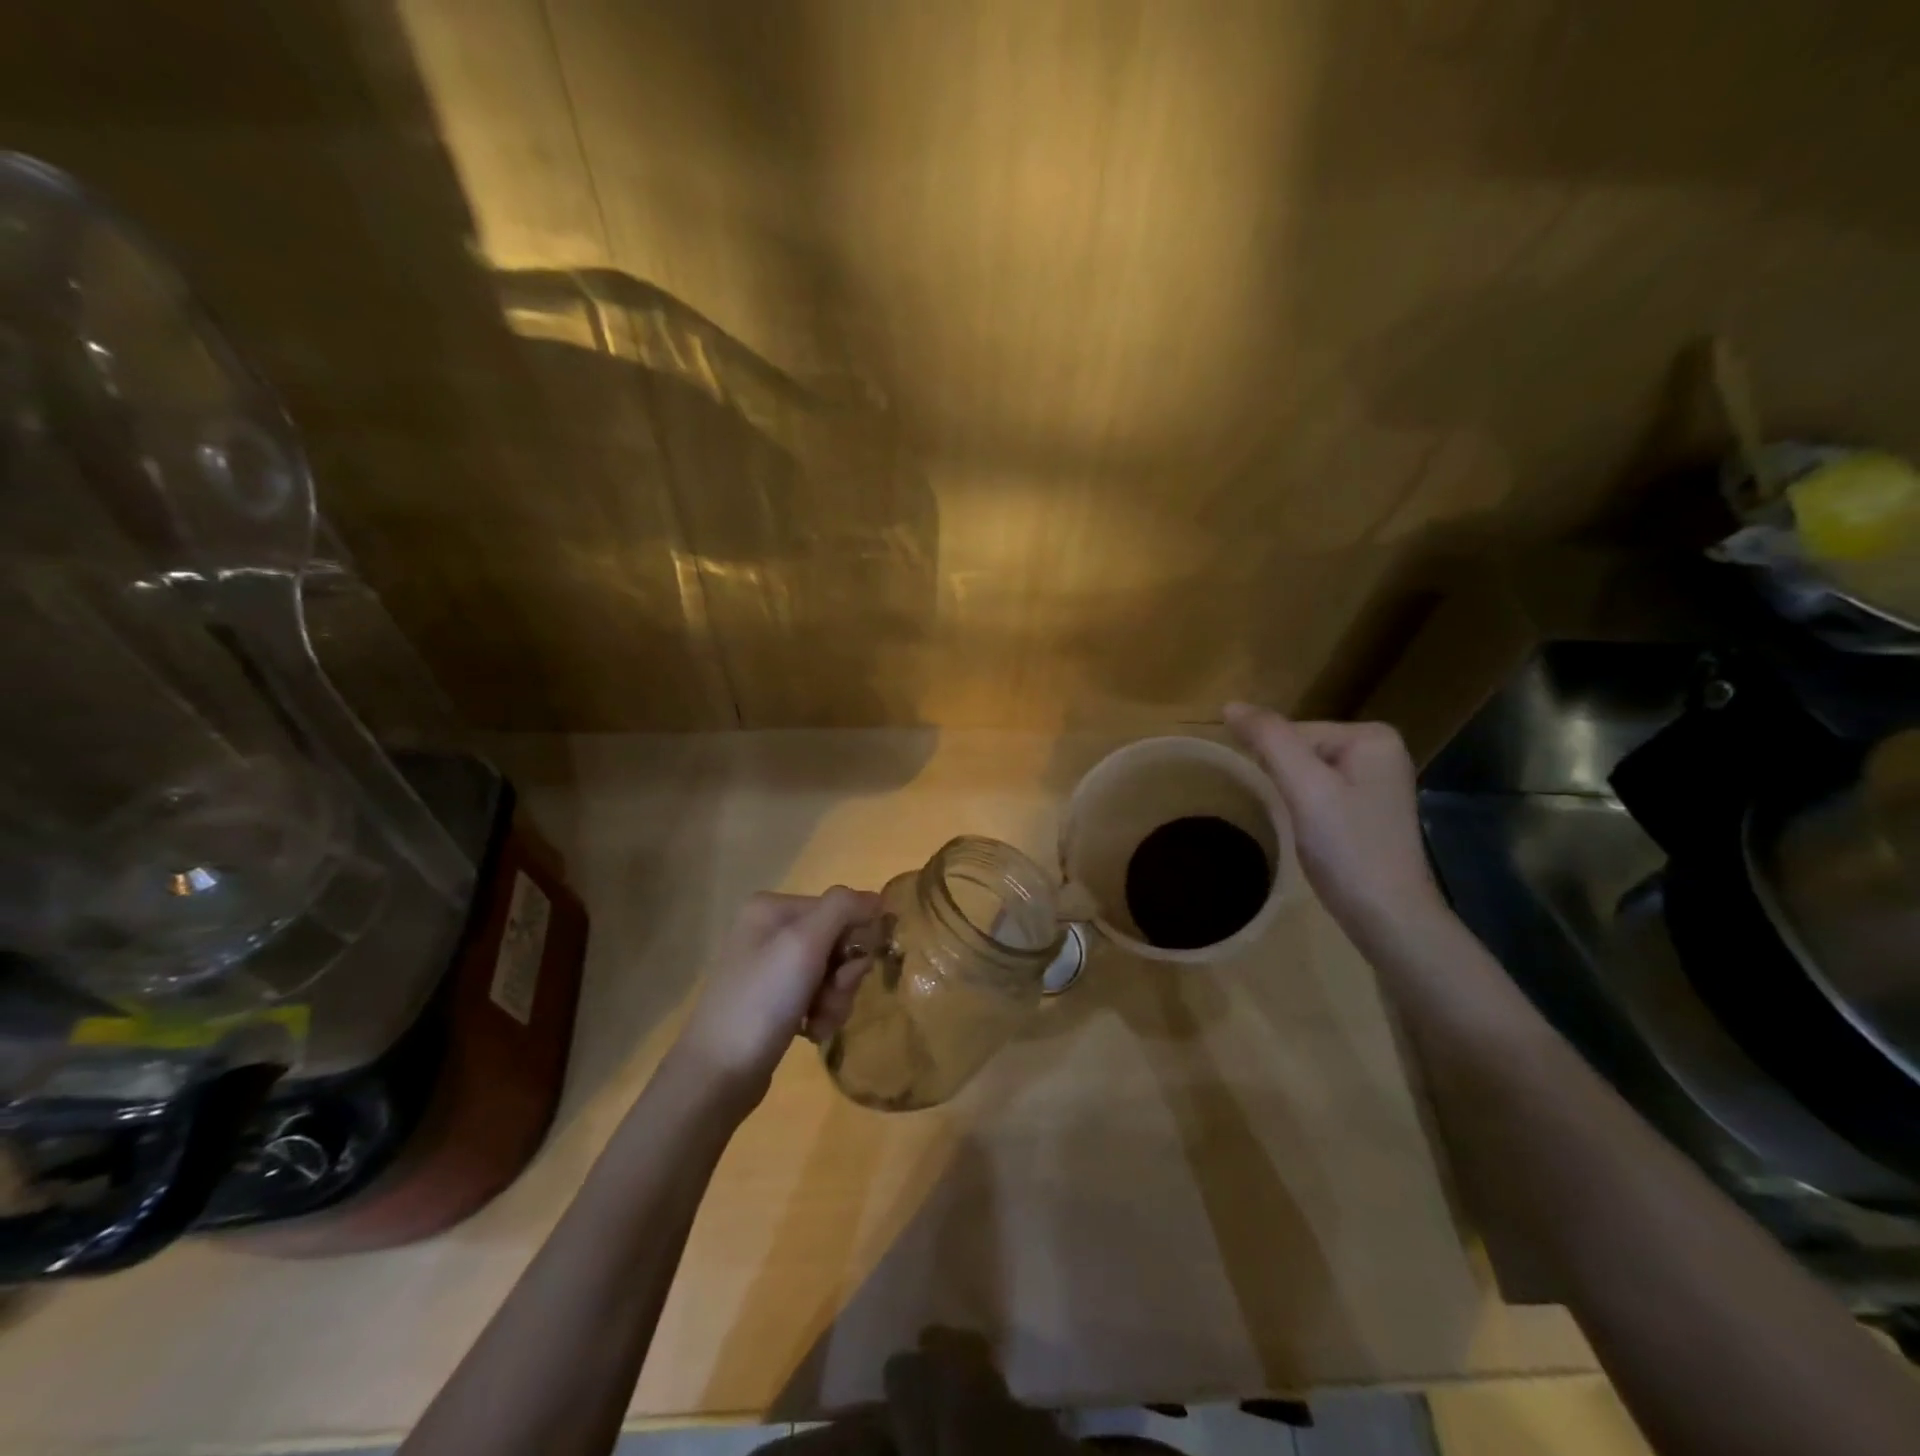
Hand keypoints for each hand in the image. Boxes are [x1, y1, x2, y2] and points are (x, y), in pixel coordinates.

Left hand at [675, 887, 880, 1100]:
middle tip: (830, 999)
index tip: (848, 972)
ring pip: (831, 972)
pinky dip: (821, 1013)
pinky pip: (816, 996)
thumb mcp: (804, 944)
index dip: (853, 940)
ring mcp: (770, 967)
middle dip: (843, 976)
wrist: (717, 1075)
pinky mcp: (773, 1001)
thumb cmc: (762, 1001)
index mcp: (772, 908)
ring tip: (817, 1023)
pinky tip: (810, 1032)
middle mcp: (769, 930)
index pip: (839, 909)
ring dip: (835, 999)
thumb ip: (843, 909)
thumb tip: (876, 898)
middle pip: (836, 942)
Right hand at [1225, 703, 1448, 943]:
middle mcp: (1380, 751)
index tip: (1287, 802)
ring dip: (1292, 796)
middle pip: (1300, 750)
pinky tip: (1313, 835)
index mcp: (1372, 736)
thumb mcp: (1305, 788)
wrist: (1388, 916)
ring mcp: (1376, 782)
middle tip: (1295, 818)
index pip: (1293, 732)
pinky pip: (1320, 792)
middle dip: (1285, 781)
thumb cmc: (1348, 848)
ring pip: (1306, 773)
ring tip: (1301, 828)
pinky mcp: (1368, 810)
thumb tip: (1230, 705)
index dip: (1275, 766)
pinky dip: (1305, 810)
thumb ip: (1269, 740)